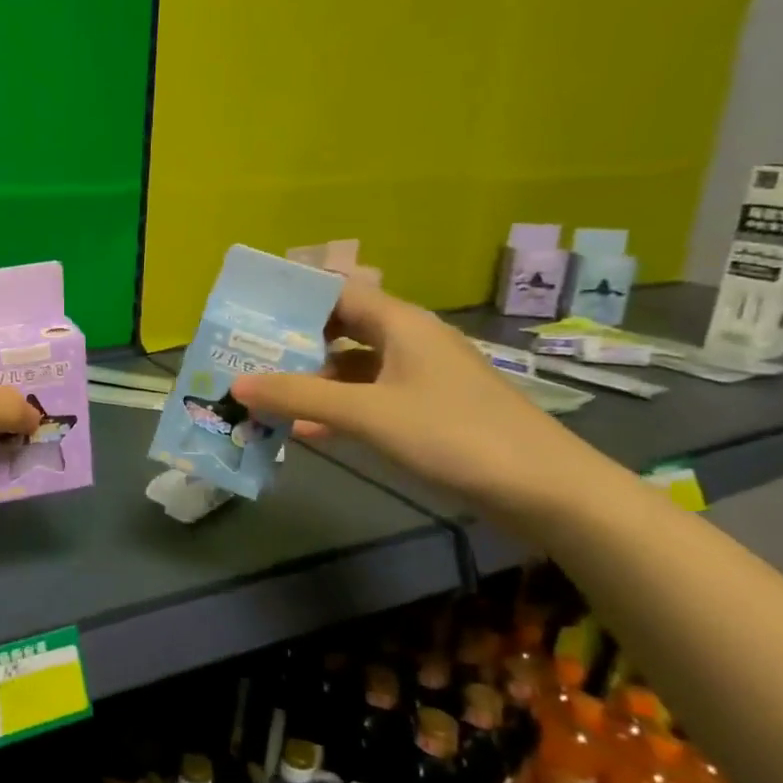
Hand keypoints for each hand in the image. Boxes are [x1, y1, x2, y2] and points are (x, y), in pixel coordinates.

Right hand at [231, 281, 595, 513]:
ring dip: (313, 380)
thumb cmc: (454, 435)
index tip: (249, 313)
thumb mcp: (367, 414)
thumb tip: (236, 385)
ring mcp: (422, 376)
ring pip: (354, 366)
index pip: (336, 292)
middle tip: (246, 357)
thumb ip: (299, 397)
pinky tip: (305, 430)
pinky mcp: (429, 410)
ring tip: (265, 395)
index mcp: (401, 323)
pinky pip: (370, 397)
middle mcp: (410, 340)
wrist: (546, 490)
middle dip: (295, 344)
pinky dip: (338, 407)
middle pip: (341, 329)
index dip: (293, 298)